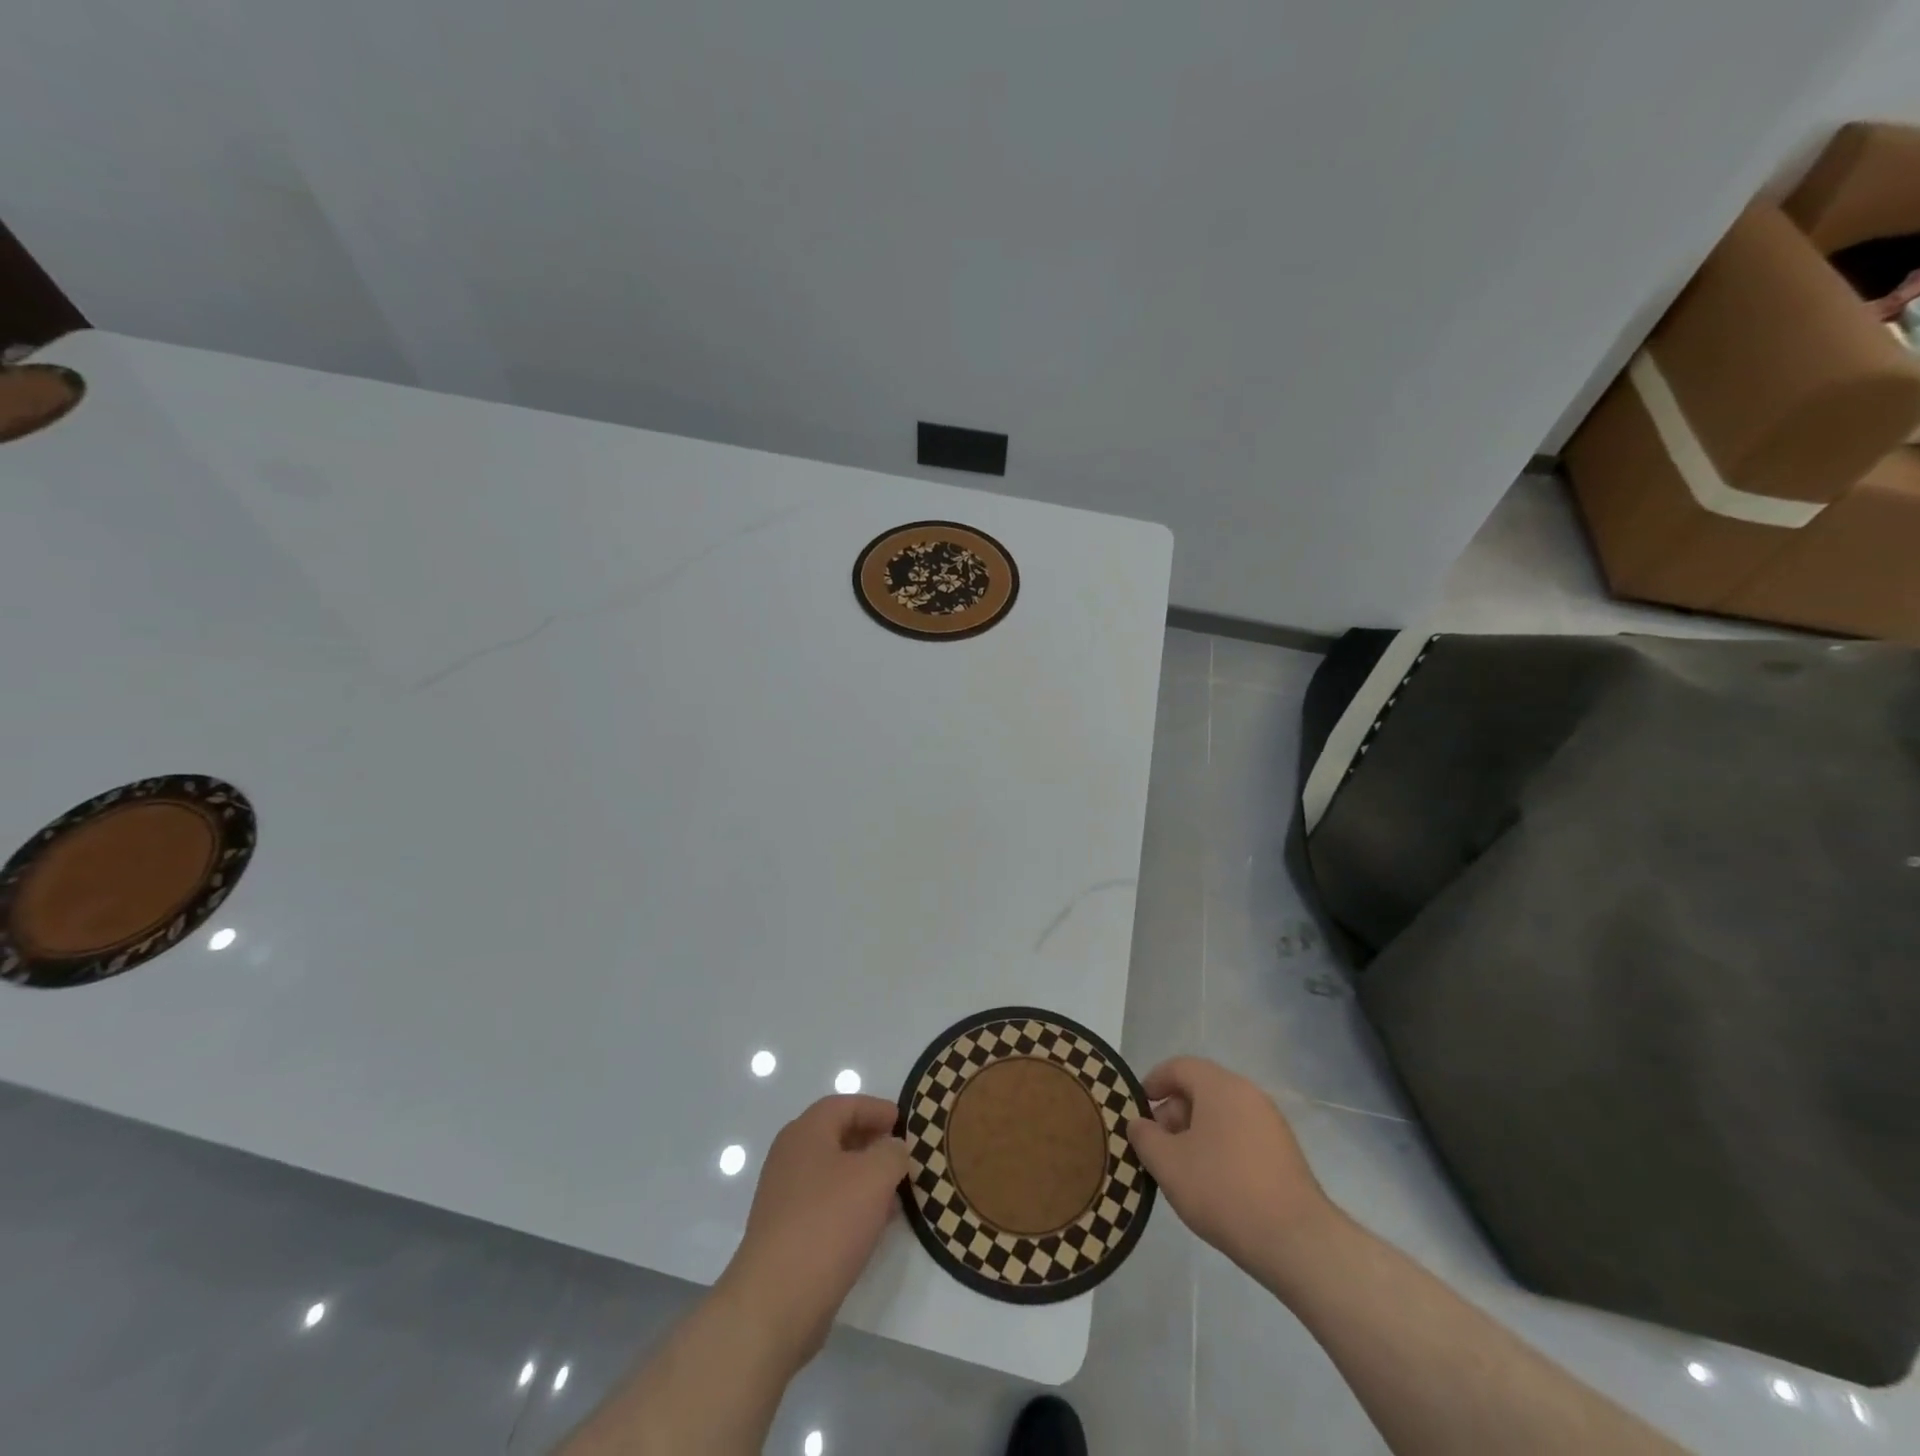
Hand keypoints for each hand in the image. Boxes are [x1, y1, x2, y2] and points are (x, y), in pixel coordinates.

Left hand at [719, 1095, 907, 1364]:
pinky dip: (851, 1204)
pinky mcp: (786, 1233)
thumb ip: (892, 1153)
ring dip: (864, 1176)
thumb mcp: (874, 1177)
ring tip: (895, 1190)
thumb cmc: (827, 1223)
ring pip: (832, 1173)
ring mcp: (784, 1197)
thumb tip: (894, 1148)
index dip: (875, 1108)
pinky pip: (825, 1204)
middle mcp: (790, 1157)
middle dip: (871, 1141)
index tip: (903, 1120)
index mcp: (806, 1132)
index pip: (844, 1105)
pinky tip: (874, 1223)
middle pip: (836, 1136)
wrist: (775, 1301)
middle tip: (901, 1153)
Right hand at [1127, 1057, 1338, 1278]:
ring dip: (1196, 1132)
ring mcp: (1271, 1123)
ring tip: (1182, 1168)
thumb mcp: (1168, 1164)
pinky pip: (1241, 1135)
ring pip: (1222, 1114)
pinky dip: (1220, 1146)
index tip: (1138, 1109)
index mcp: (1220, 1086)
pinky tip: (1213, 1183)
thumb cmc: (1223, 1190)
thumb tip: (1140, 1124)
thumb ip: (1145, 1137)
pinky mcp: (1284, 1152)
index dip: (1153, 1082)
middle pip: (1201, 1089)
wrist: (1296, 1241)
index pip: (1179, 1067)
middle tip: (1157, 1145)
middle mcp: (1248, 1094)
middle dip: (1173, 1112)